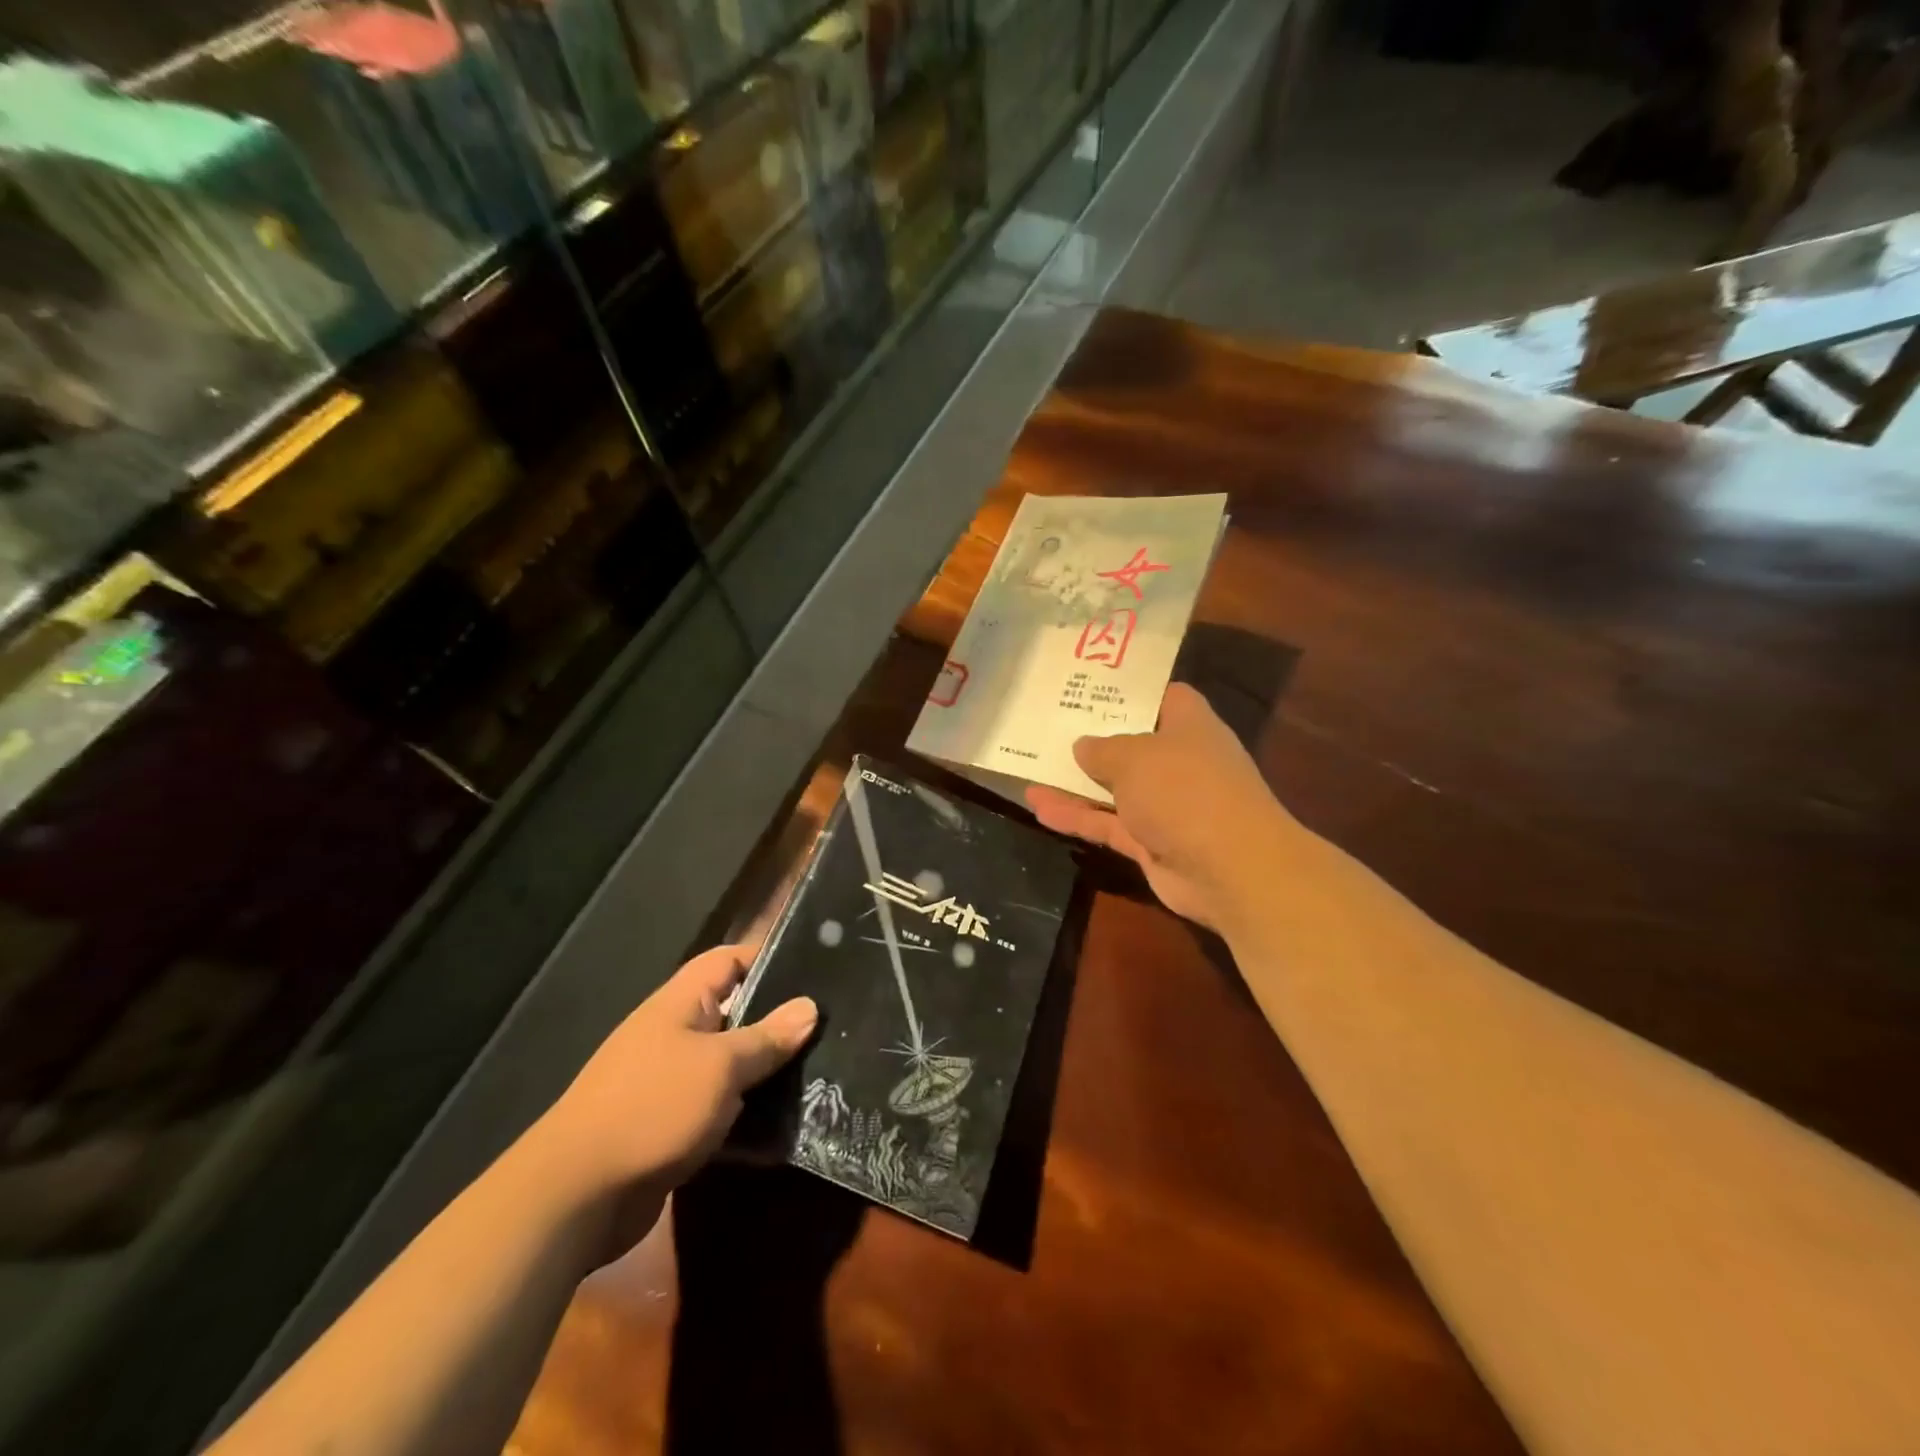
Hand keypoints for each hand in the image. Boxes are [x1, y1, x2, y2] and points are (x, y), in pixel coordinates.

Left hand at [538, 945, 815, 1254]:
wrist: (575, 1198)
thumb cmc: (653, 1108)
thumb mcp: (721, 1066)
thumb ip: (767, 1037)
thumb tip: (809, 1006)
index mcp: (680, 1004)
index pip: (728, 960)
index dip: (768, 957)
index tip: (815, 969)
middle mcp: (673, 1034)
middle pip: (734, 1012)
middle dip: (777, 1021)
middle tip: (828, 1027)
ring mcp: (669, 1081)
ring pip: (729, 1064)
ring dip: (765, 1072)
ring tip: (819, 1072)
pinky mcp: (669, 1125)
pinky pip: (718, 1107)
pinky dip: (746, 1113)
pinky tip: (784, 1125)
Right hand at [1025, 683, 1302, 936]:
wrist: (1229, 868)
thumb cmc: (1184, 789)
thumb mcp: (1134, 757)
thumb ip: (1102, 749)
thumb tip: (1083, 746)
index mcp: (1189, 726)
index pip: (1162, 697)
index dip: (1129, 691)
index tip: (1091, 687)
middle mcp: (1179, 761)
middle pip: (1131, 743)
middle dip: (1093, 737)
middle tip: (1048, 723)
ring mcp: (1165, 804)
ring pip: (1113, 788)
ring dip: (1075, 781)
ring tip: (1029, 766)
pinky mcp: (1149, 842)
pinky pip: (1106, 823)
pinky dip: (1077, 817)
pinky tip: (1039, 808)